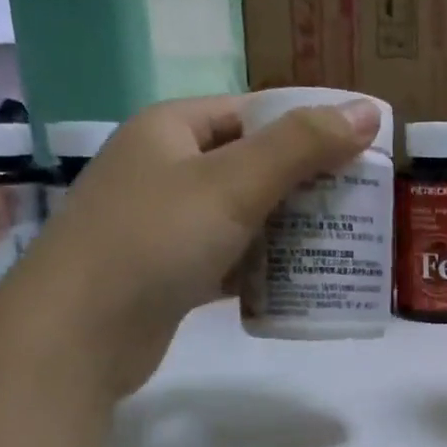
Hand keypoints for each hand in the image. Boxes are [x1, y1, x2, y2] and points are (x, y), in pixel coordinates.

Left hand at [22, 94, 380, 397]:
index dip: (307, 126)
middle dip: (306, 185)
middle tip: (361, 205)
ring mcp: (164, 225)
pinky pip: (228, 260)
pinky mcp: (169, 275)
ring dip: (288, 230)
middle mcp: (165, 170)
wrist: (77, 335)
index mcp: (172, 129)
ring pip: (242, 217)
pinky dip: (261, 268)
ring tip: (343, 243)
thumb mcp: (233, 184)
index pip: (253, 112)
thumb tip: (368, 111)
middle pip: (251, 165)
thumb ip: (302, 146)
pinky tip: (299, 283)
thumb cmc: (154, 241)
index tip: (359, 153)